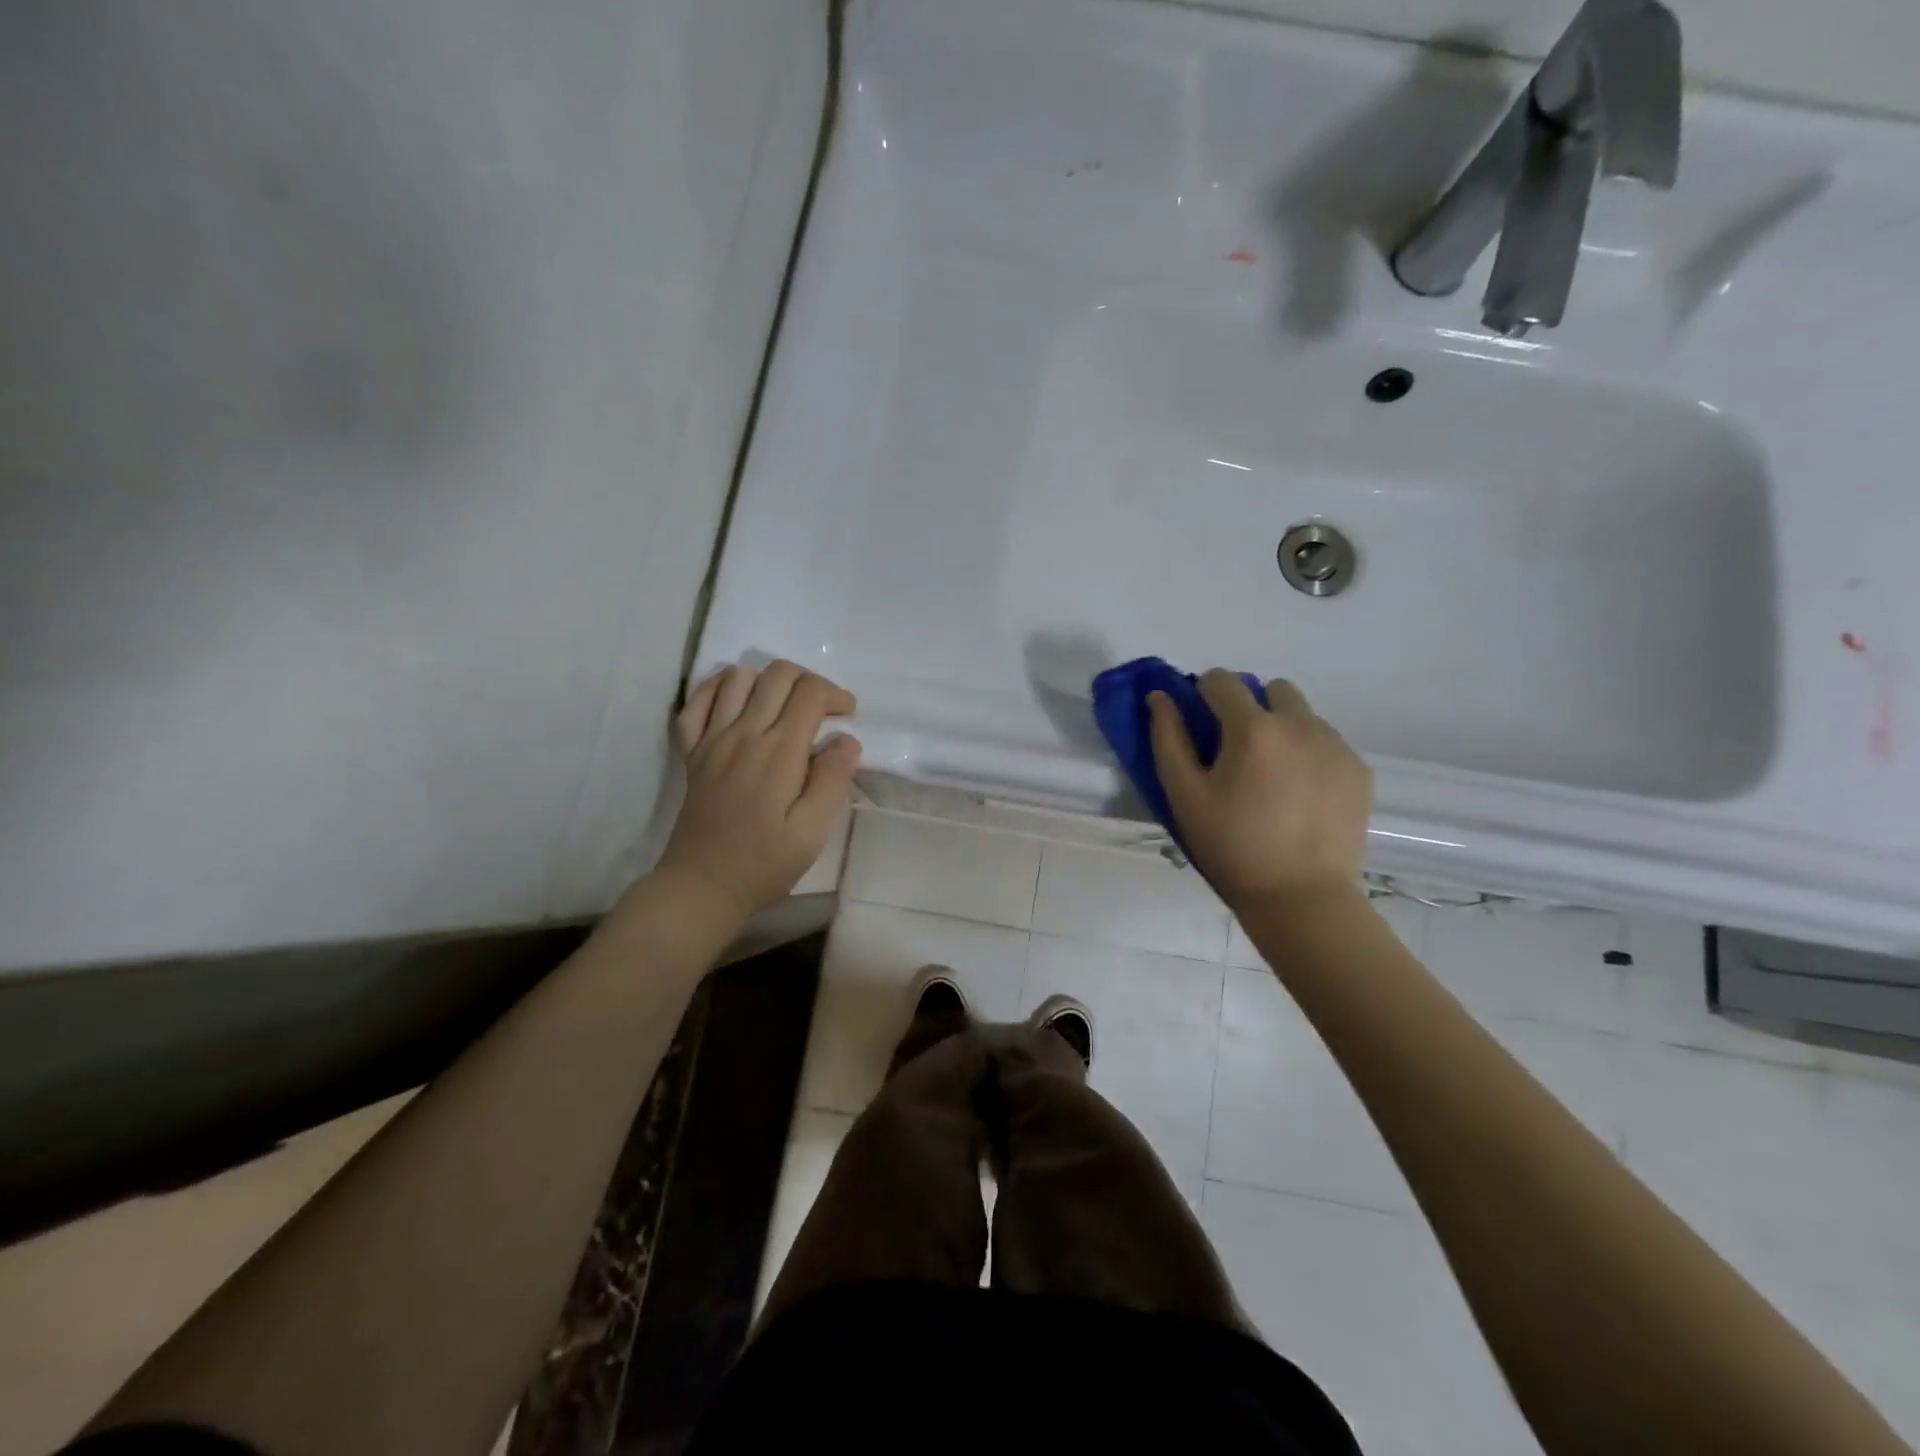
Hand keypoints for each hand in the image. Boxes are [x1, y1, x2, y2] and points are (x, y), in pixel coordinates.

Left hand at [655, 660, 861, 922]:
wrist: (702, 886)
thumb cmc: (764, 864)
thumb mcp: (812, 833)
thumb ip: (831, 782)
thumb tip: (847, 740)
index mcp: (778, 753)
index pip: (810, 692)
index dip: (836, 695)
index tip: (847, 719)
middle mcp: (743, 734)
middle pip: (778, 674)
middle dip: (810, 681)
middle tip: (822, 712)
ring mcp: (712, 739)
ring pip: (739, 677)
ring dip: (768, 681)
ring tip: (783, 708)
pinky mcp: (692, 751)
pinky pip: (697, 700)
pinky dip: (718, 688)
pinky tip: (737, 701)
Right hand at [1147, 670, 1371, 910]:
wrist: (1301, 896)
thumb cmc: (1232, 846)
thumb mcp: (1185, 795)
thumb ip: (1168, 737)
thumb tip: (1160, 696)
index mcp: (1253, 728)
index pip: (1222, 680)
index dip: (1203, 692)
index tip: (1200, 721)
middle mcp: (1300, 724)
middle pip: (1271, 689)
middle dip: (1250, 705)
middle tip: (1237, 749)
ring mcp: (1335, 745)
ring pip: (1303, 714)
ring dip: (1282, 728)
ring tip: (1272, 775)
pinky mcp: (1359, 769)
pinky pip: (1327, 742)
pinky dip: (1309, 753)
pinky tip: (1299, 794)